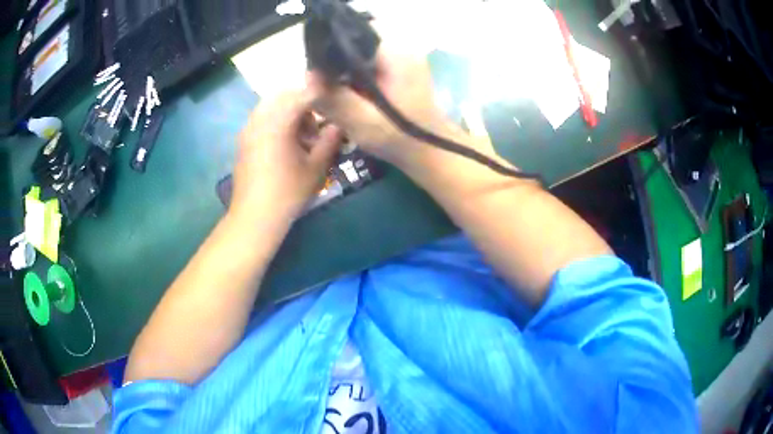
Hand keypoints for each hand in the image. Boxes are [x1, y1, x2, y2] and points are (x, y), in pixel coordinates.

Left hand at [231, 90, 342, 219]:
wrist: (255, 217)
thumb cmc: (288, 192)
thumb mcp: (316, 167)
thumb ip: (329, 141)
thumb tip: (338, 125)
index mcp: (278, 121)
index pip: (302, 94)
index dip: (321, 94)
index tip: (334, 101)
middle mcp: (260, 119)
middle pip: (283, 95)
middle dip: (302, 101)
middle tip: (317, 121)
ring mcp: (248, 130)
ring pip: (270, 106)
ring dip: (288, 111)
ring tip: (302, 135)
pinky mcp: (243, 141)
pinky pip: (261, 119)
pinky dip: (276, 121)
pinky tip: (286, 144)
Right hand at [307, 48, 458, 169]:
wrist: (431, 151)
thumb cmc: (401, 138)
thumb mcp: (363, 123)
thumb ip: (334, 99)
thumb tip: (308, 77)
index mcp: (395, 53)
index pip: (355, 32)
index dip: (330, 45)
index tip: (315, 68)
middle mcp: (401, 48)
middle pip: (357, 40)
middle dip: (335, 59)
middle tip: (319, 83)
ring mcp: (402, 58)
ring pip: (362, 52)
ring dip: (344, 67)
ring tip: (330, 89)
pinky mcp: (400, 70)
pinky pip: (370, 63)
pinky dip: (355, 74)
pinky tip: (347, 92)